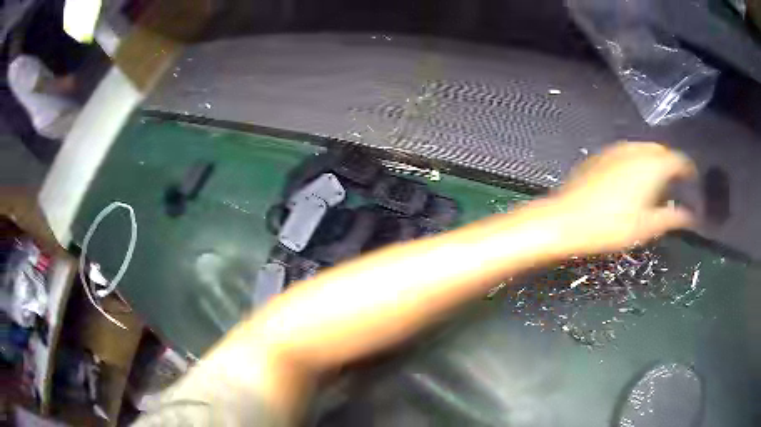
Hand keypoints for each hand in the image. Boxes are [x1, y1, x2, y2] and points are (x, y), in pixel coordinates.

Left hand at [546, 142, 695, 255]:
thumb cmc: (611, 226)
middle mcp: (636, 149)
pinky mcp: (601, 155)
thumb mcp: (646, 227)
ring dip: (654, 162)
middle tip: (676, 185)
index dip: (688, 169)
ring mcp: (616, 149)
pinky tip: (633, 180)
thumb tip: (691, 216)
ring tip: (657, 184)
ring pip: (644, 150)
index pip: (679, 159)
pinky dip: (637, 162)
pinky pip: (627, 153)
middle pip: (661, 152)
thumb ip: (672, 218)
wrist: (566, 219)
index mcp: (652, 164)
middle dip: (671, 165)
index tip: (693, 180)